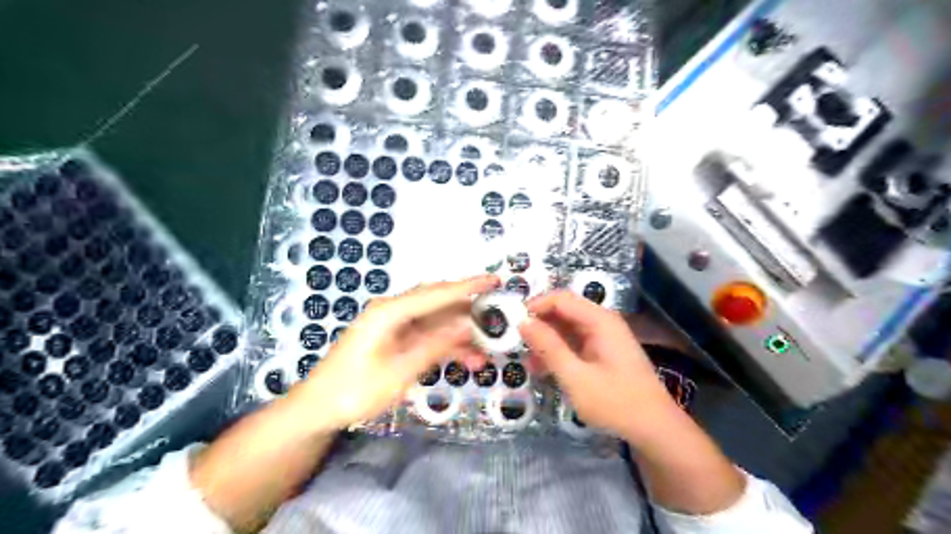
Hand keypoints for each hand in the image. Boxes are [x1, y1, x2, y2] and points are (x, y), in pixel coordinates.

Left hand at [295, 275, 500, 428]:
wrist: (319, 409)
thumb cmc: (355, 390)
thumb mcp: (399, 371)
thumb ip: (435, 344)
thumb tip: (468, 323)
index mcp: (390, 311)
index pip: (437, 293)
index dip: (469, 286)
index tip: (496, 280)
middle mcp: (393, 311)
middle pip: (438, 302)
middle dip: (469, 308)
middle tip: (498, 313)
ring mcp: (395, 326)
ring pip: (436, 321)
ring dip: (461, 333)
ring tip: (488, 348)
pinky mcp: (396, 340)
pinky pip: (428, 336)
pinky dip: (447, 345)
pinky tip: (467, 359)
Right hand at [520, 289, 674, 439]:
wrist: (655, 429)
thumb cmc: (616, 402)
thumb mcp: (575, 377)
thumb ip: (549, 348)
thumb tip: (523, 322)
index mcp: (599, 320)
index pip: (561, 299)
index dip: (535, 306)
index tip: (512, 323)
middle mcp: (602, 322)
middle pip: (563, 312)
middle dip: (539, 325)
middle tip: (515, 343)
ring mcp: (604, 338)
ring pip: (567, 329)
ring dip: (546, 341)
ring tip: (526, 361)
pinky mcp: (603, 353)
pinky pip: (575, 344)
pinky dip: (558, 353)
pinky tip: (543, 369)